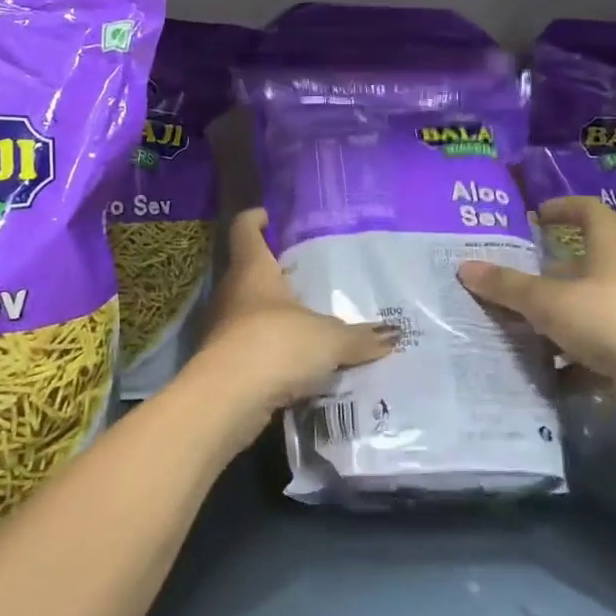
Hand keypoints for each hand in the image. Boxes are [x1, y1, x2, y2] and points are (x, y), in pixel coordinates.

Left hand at [188, 209, 394, 428]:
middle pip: (248, 271)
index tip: (269, 216)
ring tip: (308, 320)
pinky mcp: (223, 361)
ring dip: (273, 315)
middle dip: (273, 272)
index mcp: (252, 270)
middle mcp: (232, 292)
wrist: (228, 399)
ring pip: (249, 311)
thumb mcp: (329, 340)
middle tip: (306, 275)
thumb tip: (393, 334)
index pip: (244, 229)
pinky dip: (270, 349)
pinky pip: (250, 346)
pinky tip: (295, 361)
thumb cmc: (276, 345)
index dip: (255, 219)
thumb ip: (360, 337)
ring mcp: (223, 327)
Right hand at [456, 197, 615, 396]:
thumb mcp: (549, 302)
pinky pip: (596, 342)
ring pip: (585, 305)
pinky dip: (570, 353)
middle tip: (507, 280)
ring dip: (553, 315)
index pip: (588, 211)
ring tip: (515, 326)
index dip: (561, 208)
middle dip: (544, 273)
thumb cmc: (613, 322)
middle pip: (581, 262)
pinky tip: (545, 369)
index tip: (533, 216)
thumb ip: (507, 286)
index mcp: (612, 246)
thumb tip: (464, 267)